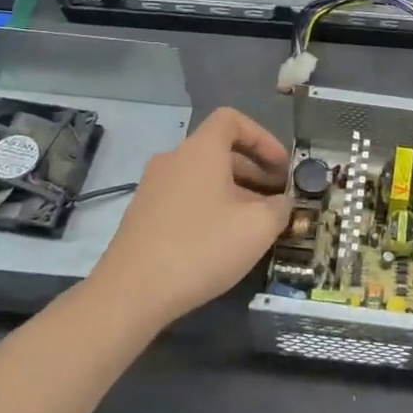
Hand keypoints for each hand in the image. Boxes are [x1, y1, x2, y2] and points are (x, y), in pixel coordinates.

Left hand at [88, 108, 290, 329]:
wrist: (130, 293)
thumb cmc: (201, 247)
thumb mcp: (258, 227)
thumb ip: (280, 207)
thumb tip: (282, 203)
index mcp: (201, 150)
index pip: (232, 120)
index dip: (262, 137)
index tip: (281, 166)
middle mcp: (173, 160)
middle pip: (219, 150)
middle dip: (254, 170)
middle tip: (276, 198)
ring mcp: (153, 187)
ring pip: (203, 177)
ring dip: (234, 191)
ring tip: (254, 224)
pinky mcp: (143, 215)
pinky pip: (185, 197)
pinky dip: (210, 207)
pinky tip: (222, 241)